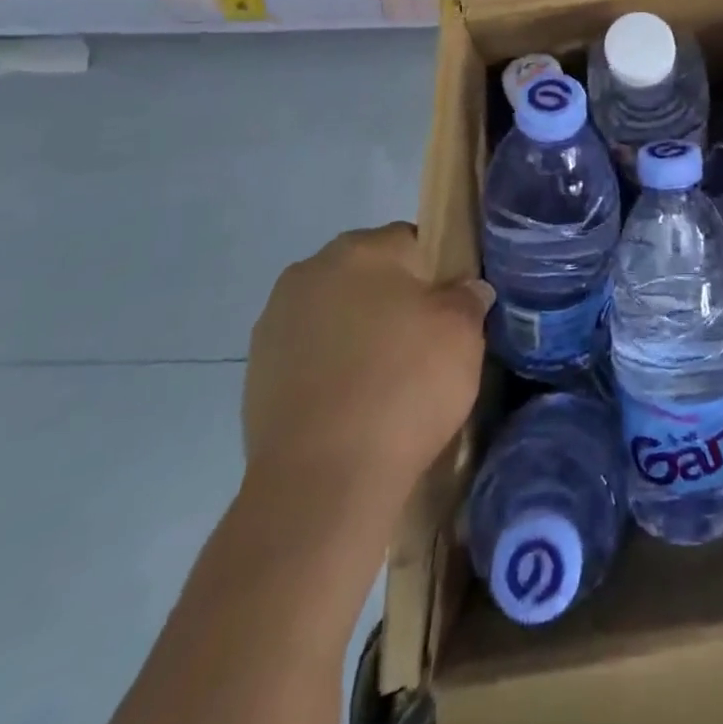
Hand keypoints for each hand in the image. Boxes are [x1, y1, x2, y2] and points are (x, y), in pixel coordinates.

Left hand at [243, 222, 492, 500]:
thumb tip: (466, 289)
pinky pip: (310, 355)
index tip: (451, 312)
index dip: (438, 273)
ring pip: (337, 314)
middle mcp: (310, 271)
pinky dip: (331, 369)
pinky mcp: (255, 373)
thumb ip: (468, 297)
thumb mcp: (463, 332)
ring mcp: (275, 322)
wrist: (322, 482)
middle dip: (394, 300)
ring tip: (386, 382)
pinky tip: (352, 405)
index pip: (412, 241)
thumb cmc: (404, 386)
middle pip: (369, 275)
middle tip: (424, 345)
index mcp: (361, 249)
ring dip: (358, 333)